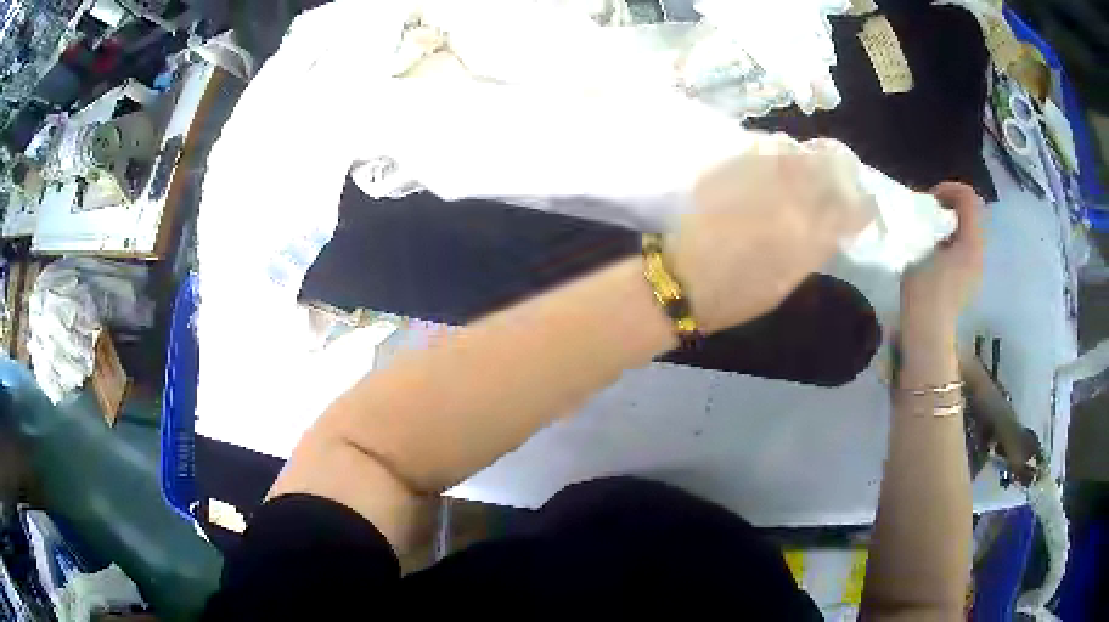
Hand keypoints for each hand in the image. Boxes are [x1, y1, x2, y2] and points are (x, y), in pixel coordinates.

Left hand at [668, 139, 870, 332]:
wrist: (682, 281)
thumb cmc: (737, 295)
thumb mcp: (788, 280)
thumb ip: (814, 247)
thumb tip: (831, 224)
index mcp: (809, 236)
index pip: (852, 209)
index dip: (863, 203)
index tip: (862, 202)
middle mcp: (790, 200)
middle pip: (829, 166)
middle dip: (841, 166)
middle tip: (839, 169)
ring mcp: (759, 178)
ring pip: (796, 150)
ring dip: (807, 155)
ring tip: (806, 163)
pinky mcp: (732, 167)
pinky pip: (763, 147)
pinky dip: (775, 150)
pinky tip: (775, 159)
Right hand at [900, 182, 983, 343]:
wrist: (929, 334)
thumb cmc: (924, 291)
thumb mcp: (921, 248)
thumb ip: (930, 226)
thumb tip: (930, 216)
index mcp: (971, 241)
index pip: (969, 197)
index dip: (949, 189)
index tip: (930, 199)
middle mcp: (979, 252)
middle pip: (971, 214)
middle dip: (951, 207)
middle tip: (930, 214)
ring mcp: (976, 269)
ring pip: (969, 231)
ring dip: (951, 225)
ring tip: (931, 234)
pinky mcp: (969, 282)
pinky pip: (965, 249)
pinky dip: (952, 242)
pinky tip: (935, 255)